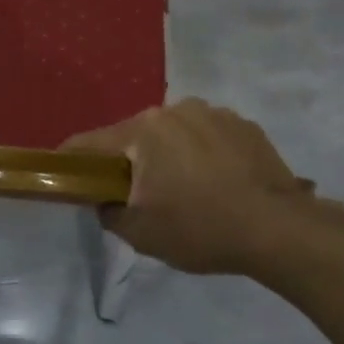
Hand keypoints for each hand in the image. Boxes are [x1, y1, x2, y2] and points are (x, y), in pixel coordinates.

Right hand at [64, 99, 343, 275]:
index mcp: (144, 130)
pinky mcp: (245, 125)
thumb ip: (109, 212)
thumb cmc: (200, 229)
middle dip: (131, 161)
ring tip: (186, 190)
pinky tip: (217, 184)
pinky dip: (203, 155)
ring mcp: (214, 113)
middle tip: (137, 194)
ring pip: (174, 134)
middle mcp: (175, 109)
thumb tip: (107, 200)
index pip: (91, 142)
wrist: (279, 230)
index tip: (64, 173)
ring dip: (170, 155)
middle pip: (135, 135)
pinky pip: (208, 137)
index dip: (72, 159)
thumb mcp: (141, 233)